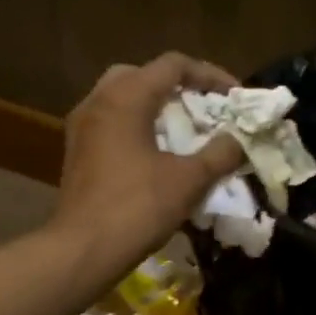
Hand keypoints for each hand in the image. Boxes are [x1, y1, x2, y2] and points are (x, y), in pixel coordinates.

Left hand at [53, 52, 246, 262]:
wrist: (83, 250)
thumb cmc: (137, 208)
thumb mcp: (189, 180)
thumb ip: (220, 153)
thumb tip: (238, 141)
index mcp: (125, 97)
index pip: (172, 65)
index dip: (209, 74)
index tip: (234, 96)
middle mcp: (98, 101)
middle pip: (142, 75)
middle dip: (177, 86)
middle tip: (203, 107)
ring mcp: (82, 126)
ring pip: (122, 98)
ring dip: (155, 107)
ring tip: (183, 130)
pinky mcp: (77, 151)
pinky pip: (111, 122)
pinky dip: (136, 126)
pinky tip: (155, 153)